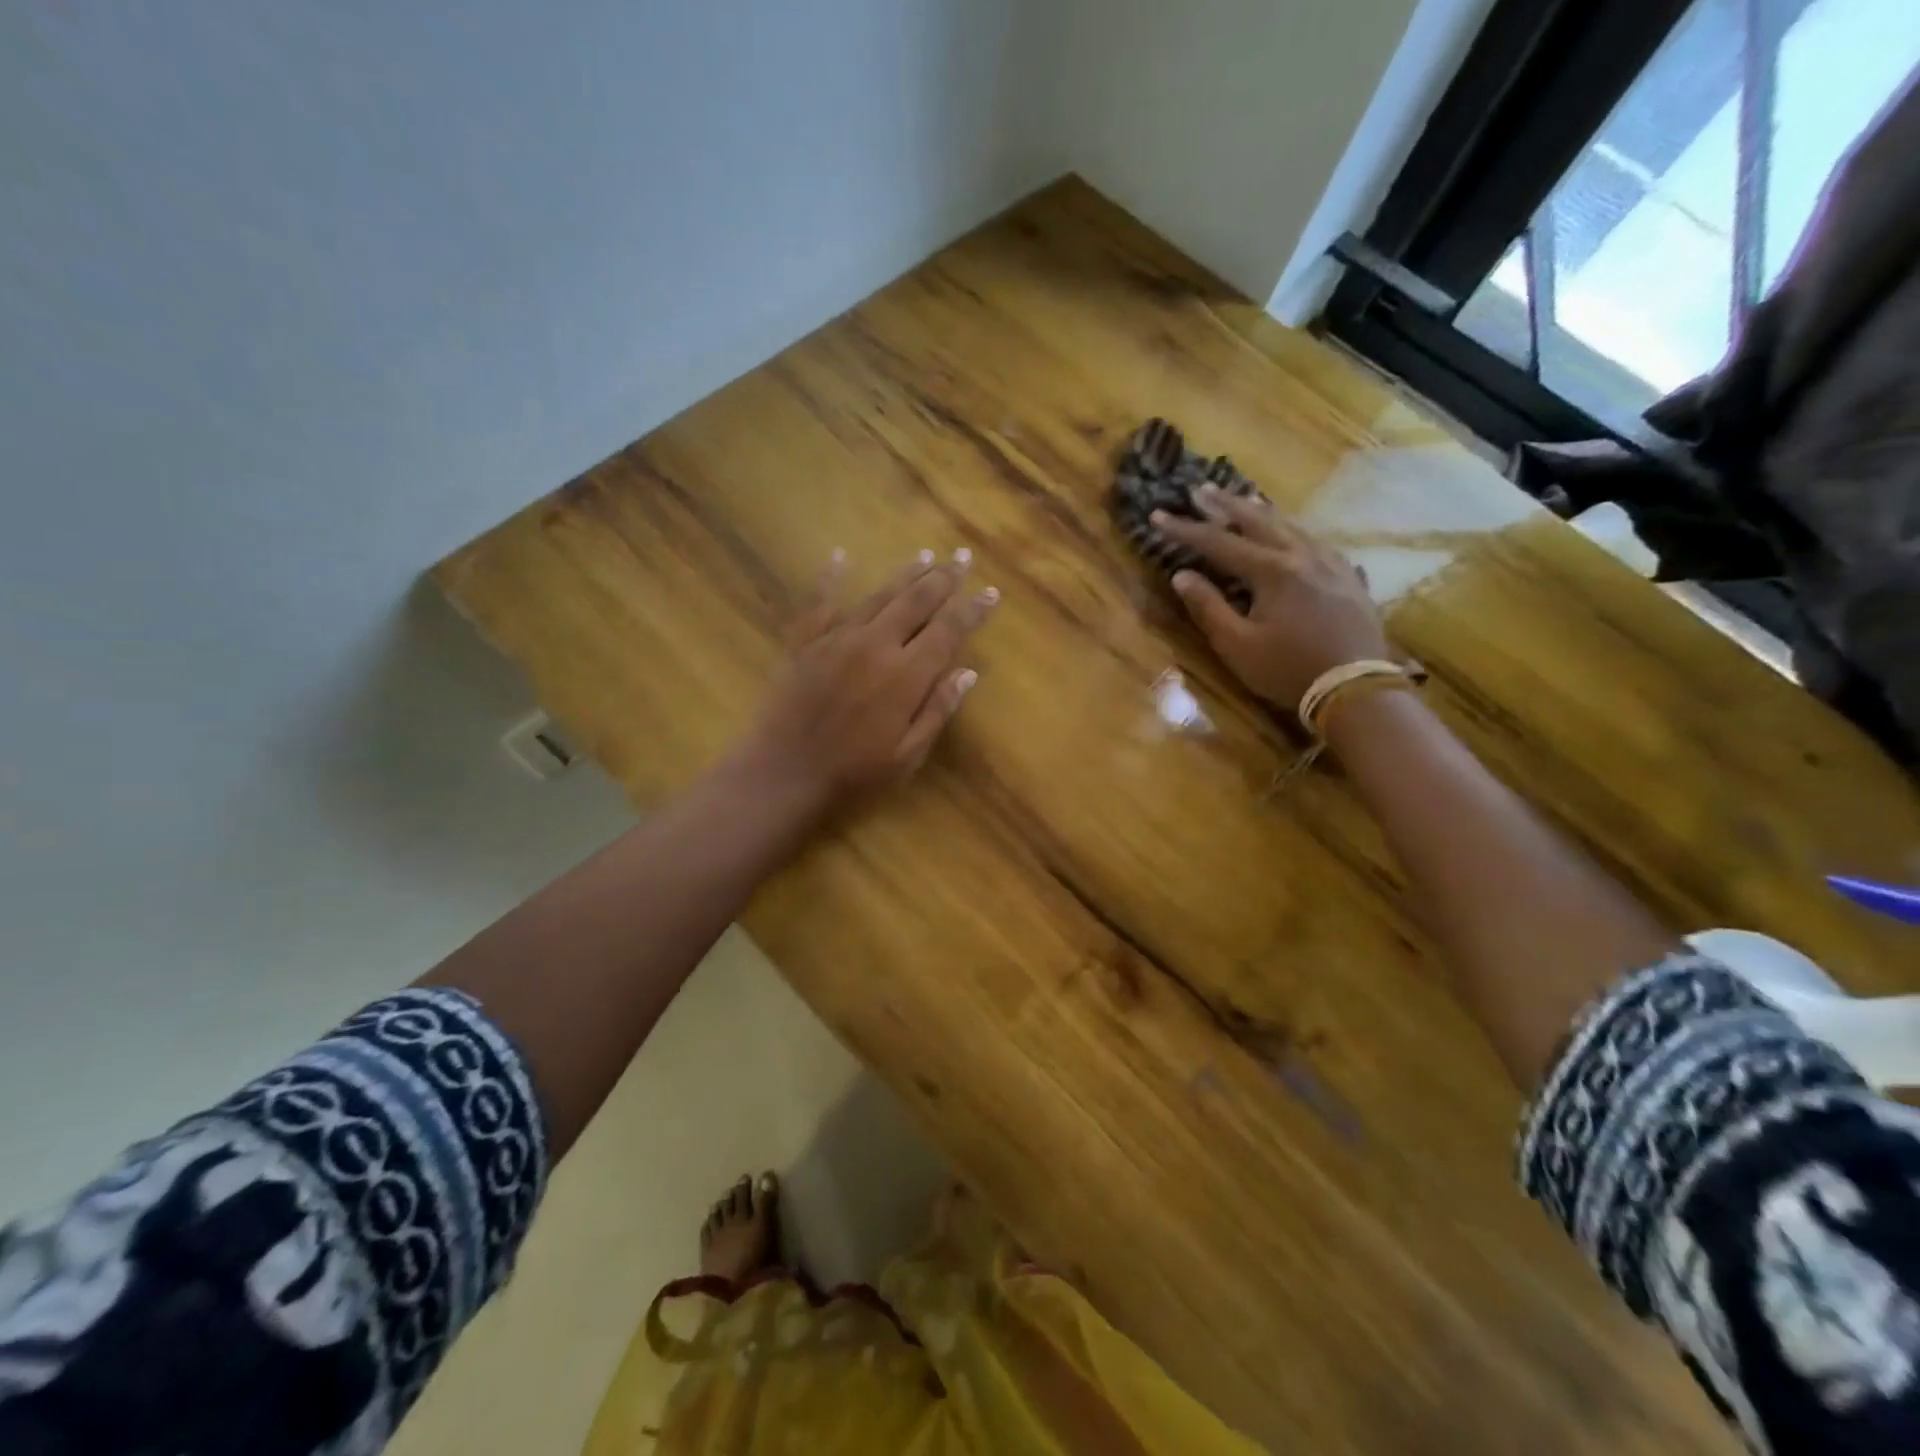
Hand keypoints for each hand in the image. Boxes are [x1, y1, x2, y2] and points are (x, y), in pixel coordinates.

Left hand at [736, 548, 996, 817]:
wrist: (783, 772)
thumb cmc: (853, 772)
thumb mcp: (908, 754)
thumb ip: (938, 710)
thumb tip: (968, 673)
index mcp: (906, 675)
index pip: (948, 631)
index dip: (972, 610)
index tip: (991, 592)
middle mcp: (875, 645)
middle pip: (916, 601)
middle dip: (943, 578)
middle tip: (961, 557)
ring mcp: (837, 639)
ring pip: (878, 596)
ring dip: (904, 574)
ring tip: (924, 556)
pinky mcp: (805, 643)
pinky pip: (819, 602)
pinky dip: (830, 578)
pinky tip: (839, 556)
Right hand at [1150, 487, 1388, 709]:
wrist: (1357, 689)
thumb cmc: (1289, 670)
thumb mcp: (1237, 646)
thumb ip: (1208, 608)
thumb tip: (1182, 576)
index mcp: (1272, 571)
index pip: (1219, 542)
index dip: (1185, 530)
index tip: (1157, 515)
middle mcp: (1302, 556)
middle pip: (1258, 521)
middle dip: (1225, 505)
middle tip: (1200, 490)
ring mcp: (1331, 565)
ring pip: (1292, 527)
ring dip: (1262, 513)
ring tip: (1244, 500)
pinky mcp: (1349, 579)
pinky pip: (1316, 543)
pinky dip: (1294, 532)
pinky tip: (1294, 536)